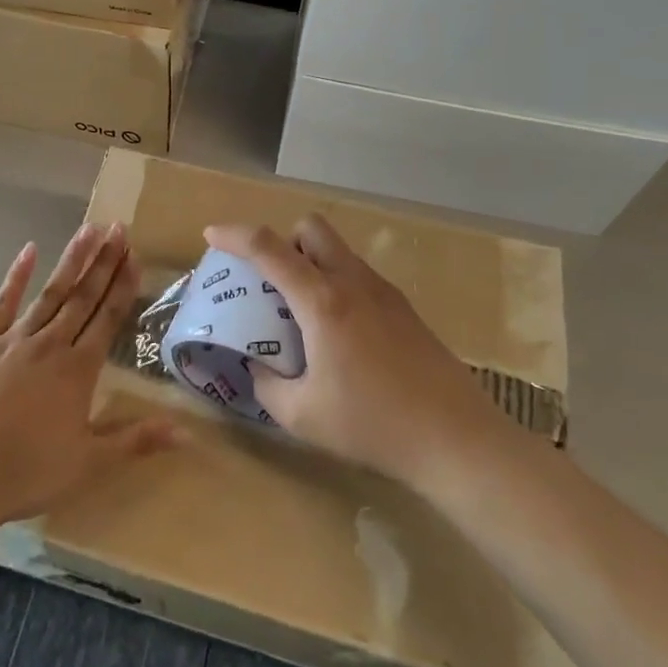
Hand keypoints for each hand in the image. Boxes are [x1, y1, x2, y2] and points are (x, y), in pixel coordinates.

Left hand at [0, 224, 173, 525]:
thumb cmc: (26, 471)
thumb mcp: (89, 463)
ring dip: (71, 260)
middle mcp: (51, 343)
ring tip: (88, 229)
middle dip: (103, 261)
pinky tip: (29, 250)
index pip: (108, 317)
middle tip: (118, 227)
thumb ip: (136, 440)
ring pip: (50, 292)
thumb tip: (185, 432)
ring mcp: (13, 338)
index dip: (123, 284)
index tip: (134, 253)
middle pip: (83, 296)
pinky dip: (16, 275)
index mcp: (78, 369)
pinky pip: (2, 302)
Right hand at [203, 216, 505, 486]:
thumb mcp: (302, 415)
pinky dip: (336, 283)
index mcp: (321, 301)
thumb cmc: (373, 424)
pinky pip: (357, 275)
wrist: (456, 438)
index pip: (268, 248)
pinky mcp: (403, 307)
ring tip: (302, 311)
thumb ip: (267, 385)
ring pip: (338, 249)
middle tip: (271, 281)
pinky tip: (339, 333)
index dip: (234, 235)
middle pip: (311, 228)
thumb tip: (257, 367)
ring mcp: (383, 291)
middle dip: (283, 240)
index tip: (211, 235)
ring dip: (311, 262)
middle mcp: (351, 281)